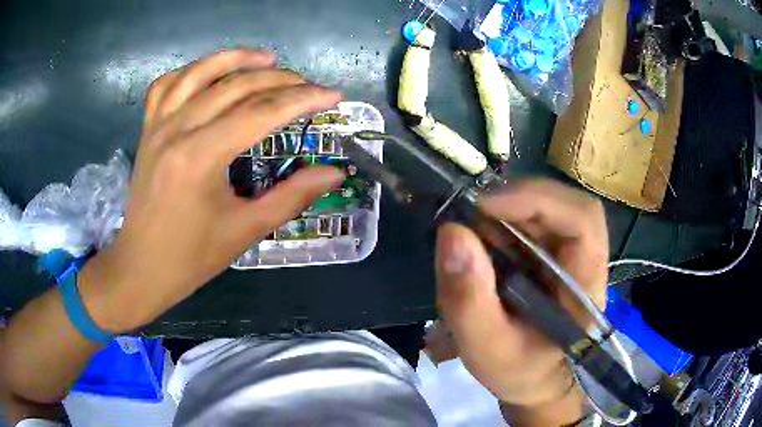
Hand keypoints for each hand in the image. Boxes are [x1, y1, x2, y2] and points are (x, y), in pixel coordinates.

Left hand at [79, 50, 344, 331]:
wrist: (141, 268)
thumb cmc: (191, 257)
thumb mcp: (245, 230)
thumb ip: (292, 196)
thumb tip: (335, 173)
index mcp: (200, 157)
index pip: (261, 112)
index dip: (302, 100)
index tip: (333, 95)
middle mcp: (176, 130)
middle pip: (235, 86)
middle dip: (279, 80)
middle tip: (308, 85)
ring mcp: (157, 126)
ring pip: (199, 72)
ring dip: (236, 58)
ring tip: (267, 58)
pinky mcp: (147, 130)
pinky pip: (166, 85)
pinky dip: (190, 71)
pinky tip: (208, 73)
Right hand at [435, 180, 607, 424]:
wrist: (532, 377)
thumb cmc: (517, 369)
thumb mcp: (485, 347)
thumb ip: (469, 299)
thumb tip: (452, 232)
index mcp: (586, 285)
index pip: (582, 220)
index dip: (538, 201)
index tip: (484, 205)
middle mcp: (585, 258)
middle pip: (564, 203)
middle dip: (516, 200)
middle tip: (469, 212)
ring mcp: (570, 251)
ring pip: (546, 205)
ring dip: (505, 208)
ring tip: (470, 227)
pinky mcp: (552, 251)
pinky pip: (531, 219)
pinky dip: (502, 218)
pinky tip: (481, 236)